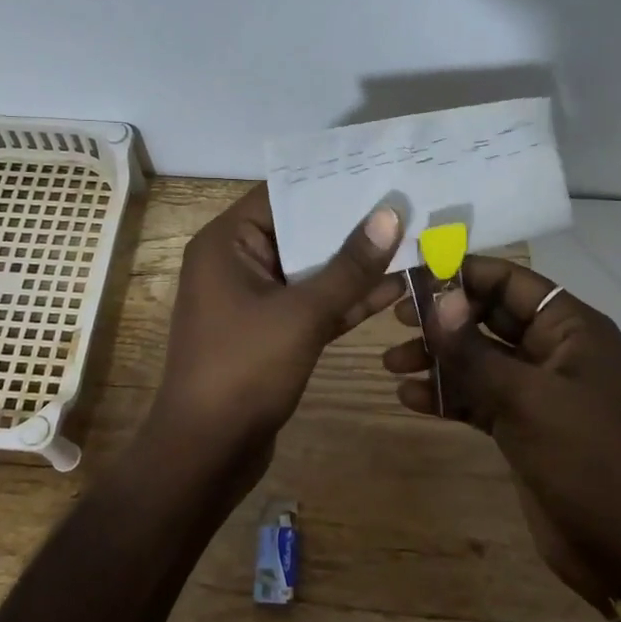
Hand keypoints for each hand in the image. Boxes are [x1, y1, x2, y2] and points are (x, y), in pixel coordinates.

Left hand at [152, 184, 403, 492]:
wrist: (208, 452)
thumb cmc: (244, 370)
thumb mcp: (302, 313)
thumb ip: (348, 266)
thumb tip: (389, 215)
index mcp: (227, 244)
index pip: (281, 195)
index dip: (329, 182)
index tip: (378, 169)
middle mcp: (238, 264)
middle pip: (300, 231)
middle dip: (352, 224)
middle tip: (407, 202)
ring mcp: (256, 301)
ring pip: (311, 271)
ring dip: (355, 264)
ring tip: (412, 240)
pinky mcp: (273, 333)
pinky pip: (312, 304)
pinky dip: (346, 299)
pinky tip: (395, 288)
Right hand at [385, 258, 620, 610]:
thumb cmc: (584, 460)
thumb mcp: (525, 399)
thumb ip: (474, 350)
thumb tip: (437, 297)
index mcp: (571, 329)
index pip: (510, 283)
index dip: (462, 275)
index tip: (411, 278)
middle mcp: (554, 351)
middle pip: (489, 318)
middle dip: (442, 320)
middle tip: (394, 321)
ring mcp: (537, 390)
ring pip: (478, 359)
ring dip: (437, 359)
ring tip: (390, 366)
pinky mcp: (521, 425)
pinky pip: (478, 396)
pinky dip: (447, 395)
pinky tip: (409, 399)